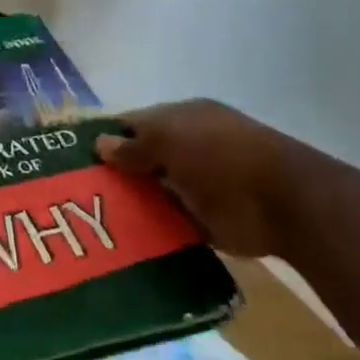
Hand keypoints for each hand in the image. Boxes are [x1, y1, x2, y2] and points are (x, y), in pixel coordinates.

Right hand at [94, 100, 309, 257]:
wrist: (284, 205)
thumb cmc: (221, 156)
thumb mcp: (169, 140)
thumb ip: (134, 145)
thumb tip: (100, 143)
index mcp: (182, 118)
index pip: (135, 123)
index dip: (107, 137)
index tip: (76, 157)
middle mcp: (188, 148)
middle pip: (142, 159)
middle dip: (115, 174)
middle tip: (79, 194)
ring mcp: (198, 185)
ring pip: (153, 192)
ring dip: (132, 204)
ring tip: (95, 220)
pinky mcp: (206, 221)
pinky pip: (170, 223)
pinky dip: (152, 230)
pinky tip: (126, 240)